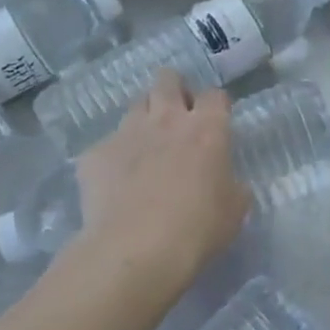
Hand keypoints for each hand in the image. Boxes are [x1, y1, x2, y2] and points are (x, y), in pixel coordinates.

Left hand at [64, 71, 249, 296]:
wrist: (136, 249)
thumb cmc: (198, 228)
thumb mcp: (235, 208)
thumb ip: (232, 183)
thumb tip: (224, 180)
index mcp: (207, 130)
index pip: (215, 95)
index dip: (215, 105)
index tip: (215, 121)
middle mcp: (166, 120)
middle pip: (167, 80)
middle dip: (173, 89)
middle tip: (177, 114)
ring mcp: (127, 133)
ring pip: (135, 105)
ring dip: (144, 117)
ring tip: (146, 144)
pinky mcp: (94, 154)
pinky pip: (106, 144)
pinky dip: (114, 157)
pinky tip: (116, 182)